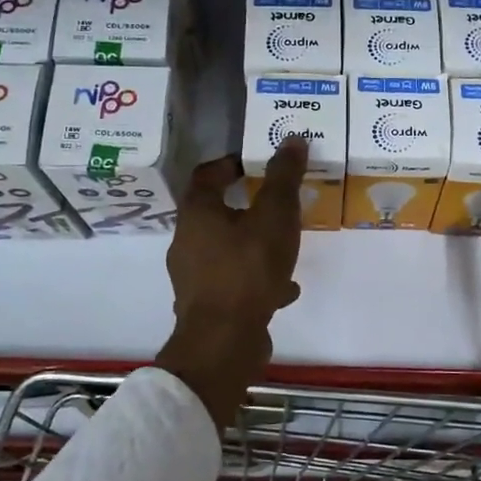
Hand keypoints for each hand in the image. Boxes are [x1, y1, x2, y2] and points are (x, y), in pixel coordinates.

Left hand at [156, 137, 306, 429]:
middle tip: (276, 205)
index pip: (206, 175)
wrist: (224, 341)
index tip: (254, 164)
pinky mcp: (207, 306)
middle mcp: (187, 241)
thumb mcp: (275, 217)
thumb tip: (292, 138)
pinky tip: (284, 289)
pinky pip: (234, 282)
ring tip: (285, 248)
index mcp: (198, 213)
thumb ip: (284, 178)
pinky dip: (257, 279)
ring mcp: (194, 277)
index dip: (229, 164)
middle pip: (215, 214)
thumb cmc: (247, 269)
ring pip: (227, 250)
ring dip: (253, 245)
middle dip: (247, 207)